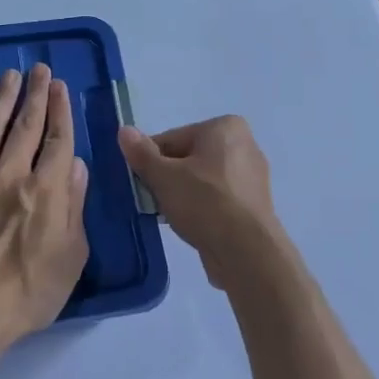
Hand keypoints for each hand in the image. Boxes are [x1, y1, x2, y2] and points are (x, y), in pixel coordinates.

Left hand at [0, 63, 89, 352]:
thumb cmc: (31, 291)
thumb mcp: (72, 253)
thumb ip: (73, 204)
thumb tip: (76, 164)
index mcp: (45, 190)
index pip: (57, 140)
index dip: (60, 110)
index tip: (60, 86)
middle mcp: (10, 177)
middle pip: (25, 127)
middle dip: (35, 95)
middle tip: (39, 70)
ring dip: (0, 102)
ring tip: (9, 77)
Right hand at [117, 116, 280, 283]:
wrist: (245, 251)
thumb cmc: (204, 202)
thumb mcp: (163, 176)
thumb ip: (142, 153)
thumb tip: (124, 130)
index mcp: (225, 127)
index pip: (173, 139)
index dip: (151, 161)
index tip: (141, 183)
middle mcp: (245, 145)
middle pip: (189, 158)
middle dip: (168, 178)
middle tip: (154, 202)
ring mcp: (252, 177)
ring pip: (203, 181)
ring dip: (183, 196)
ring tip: (171, 217)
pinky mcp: (254, 205)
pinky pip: (218, 199)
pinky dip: (203, 209)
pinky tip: (191, 226)